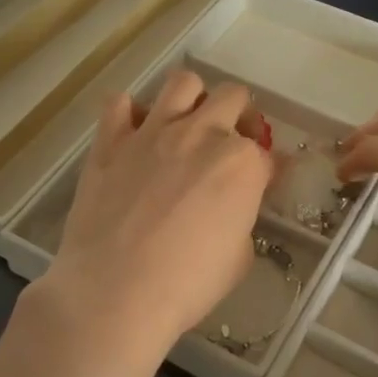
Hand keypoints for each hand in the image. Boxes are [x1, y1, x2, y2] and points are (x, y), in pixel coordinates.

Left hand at [44, 69, 274, 353]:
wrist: (115, 293)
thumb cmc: (187, 285)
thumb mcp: (239, 258)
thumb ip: (243, 216)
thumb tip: (236, 203)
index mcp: (242, 163)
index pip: (266, 153)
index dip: (266, 170)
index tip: (261, 183)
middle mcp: (202, 134)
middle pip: (232, 97)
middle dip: (239, 116)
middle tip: (230, 143)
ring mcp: (153, 131)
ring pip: (182, 83)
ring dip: (192, 99)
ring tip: (186, 124)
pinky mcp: (110, 141)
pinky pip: (118, 103)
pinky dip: (129, 113)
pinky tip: (134, 135)